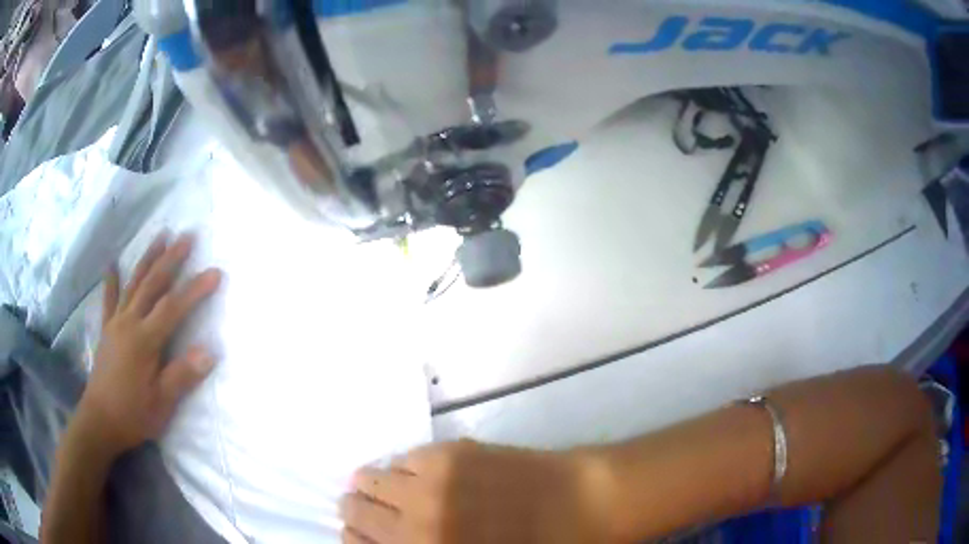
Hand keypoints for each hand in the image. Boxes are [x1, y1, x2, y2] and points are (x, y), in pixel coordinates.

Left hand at [78, 232, 221, 456]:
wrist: (100, 421)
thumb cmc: (133, 415)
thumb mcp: (162, 403)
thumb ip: (182, 375)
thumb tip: (210, 352)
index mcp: (144, 340)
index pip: (173, 307)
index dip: (195, 289)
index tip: (215, 272)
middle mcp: (129, 323)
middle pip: (152, 284)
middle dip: (171, 259)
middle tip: (187, 236)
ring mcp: (115, 323)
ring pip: (133, 284)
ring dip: (148, 258)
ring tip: (161, 236)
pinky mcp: (106, 330)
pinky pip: (109, 300)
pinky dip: (112, 280)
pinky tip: (112, 264)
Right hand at [341, 440, 615, 543]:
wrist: (580, 505)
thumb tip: (386, 538)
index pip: (356, 543)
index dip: (353, 537)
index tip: (356, 533)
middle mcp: (415, 521)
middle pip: (353, 508)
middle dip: (356, 511)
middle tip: (369, 511)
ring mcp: (430, 483)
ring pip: (370, 477)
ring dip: (375, 486)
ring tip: (391, 490)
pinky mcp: (449, 453)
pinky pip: (404, 458)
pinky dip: (404, 469)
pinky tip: (423, 475)